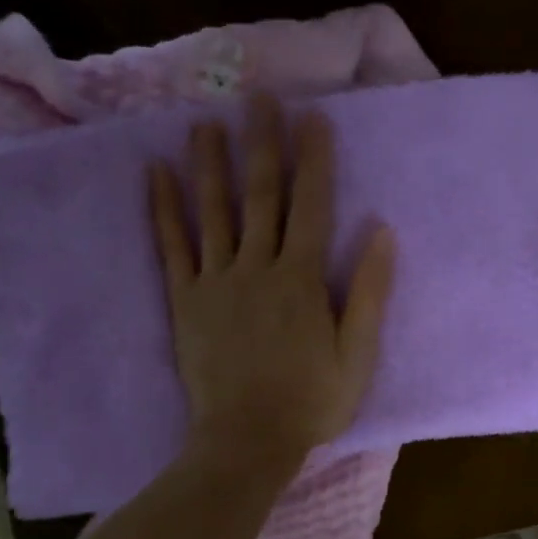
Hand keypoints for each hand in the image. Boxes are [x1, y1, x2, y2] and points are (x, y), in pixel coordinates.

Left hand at [151, 97, 394, 468]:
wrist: (247, 442)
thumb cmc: (312, 401)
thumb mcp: (358, 354)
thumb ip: (370, 293)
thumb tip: (383, 232)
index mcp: (301, 280)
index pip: (312, 206)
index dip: (314, 159)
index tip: (313, 116)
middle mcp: (256, 268)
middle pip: (261, 195)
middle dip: (262, 143)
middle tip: (258, 97)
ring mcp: (215, 282)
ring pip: (213, 210)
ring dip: (210, 162)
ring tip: (206, 120)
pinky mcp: (185, 301)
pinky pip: (172, 246)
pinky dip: (162, 208)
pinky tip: (155, 173)